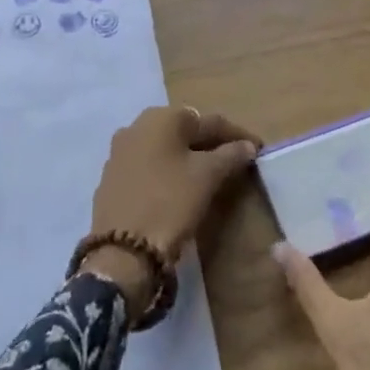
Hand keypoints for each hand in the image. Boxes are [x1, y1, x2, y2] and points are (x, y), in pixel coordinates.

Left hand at [81, 106, 260, 319]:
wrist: (121, 252)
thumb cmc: (169, 203)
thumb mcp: (207, 177)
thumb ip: (230, 155)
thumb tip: (247, 146)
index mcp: (162, 117)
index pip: (209, 121)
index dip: (237, 135)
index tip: (257, 148)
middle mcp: (137, 125)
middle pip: (185, 131)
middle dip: (211, 144)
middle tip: (235, 160)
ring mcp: (120, 151)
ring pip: (165, 148)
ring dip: (188, 157)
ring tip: (211, 174)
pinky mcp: (112, 177)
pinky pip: (149, 166)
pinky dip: (168, 171)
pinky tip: (179, 188)